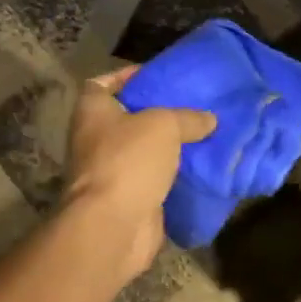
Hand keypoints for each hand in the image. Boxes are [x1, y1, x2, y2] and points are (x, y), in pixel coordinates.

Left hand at [63, 65, 216, 277]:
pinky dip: (172, 174)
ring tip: (202, 132)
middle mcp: (94, 139)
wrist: (113, 226)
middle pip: (126, 117)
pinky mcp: (127, 198)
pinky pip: (153, 179)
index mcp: (92, 111)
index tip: (155, 75)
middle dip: (156, 112)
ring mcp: (109, 171)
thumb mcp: (164, 125)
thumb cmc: (128, 160)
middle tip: (189, 104)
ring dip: (167, 145)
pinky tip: (200, 165)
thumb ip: (187, 117)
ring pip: (142, 150)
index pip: (101, 84)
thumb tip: (208, 119)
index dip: (125, 76)